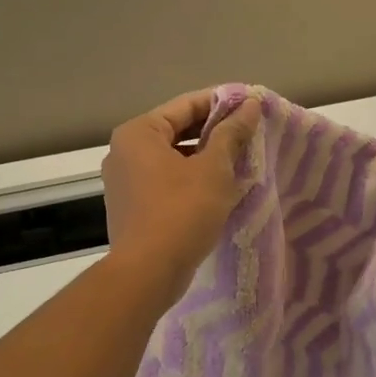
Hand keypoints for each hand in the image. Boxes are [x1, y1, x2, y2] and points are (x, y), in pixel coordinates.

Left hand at [102, 89, 262, 300]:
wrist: (147, 273)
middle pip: (177, 130)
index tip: (252, 106)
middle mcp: (124, 151)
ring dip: (205, 158)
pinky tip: (219, 188)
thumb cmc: (181, 212)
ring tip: (240, 160)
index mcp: (138, 133)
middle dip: (214, 132)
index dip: (222, 103)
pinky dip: (191, 180)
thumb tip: (248, 105)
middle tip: (250, 134)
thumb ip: (231, 133)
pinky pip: (166, 181)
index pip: (186, 105)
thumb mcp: (214, 169)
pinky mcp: (131, 206)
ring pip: (172, 158)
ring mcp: (124, 181)